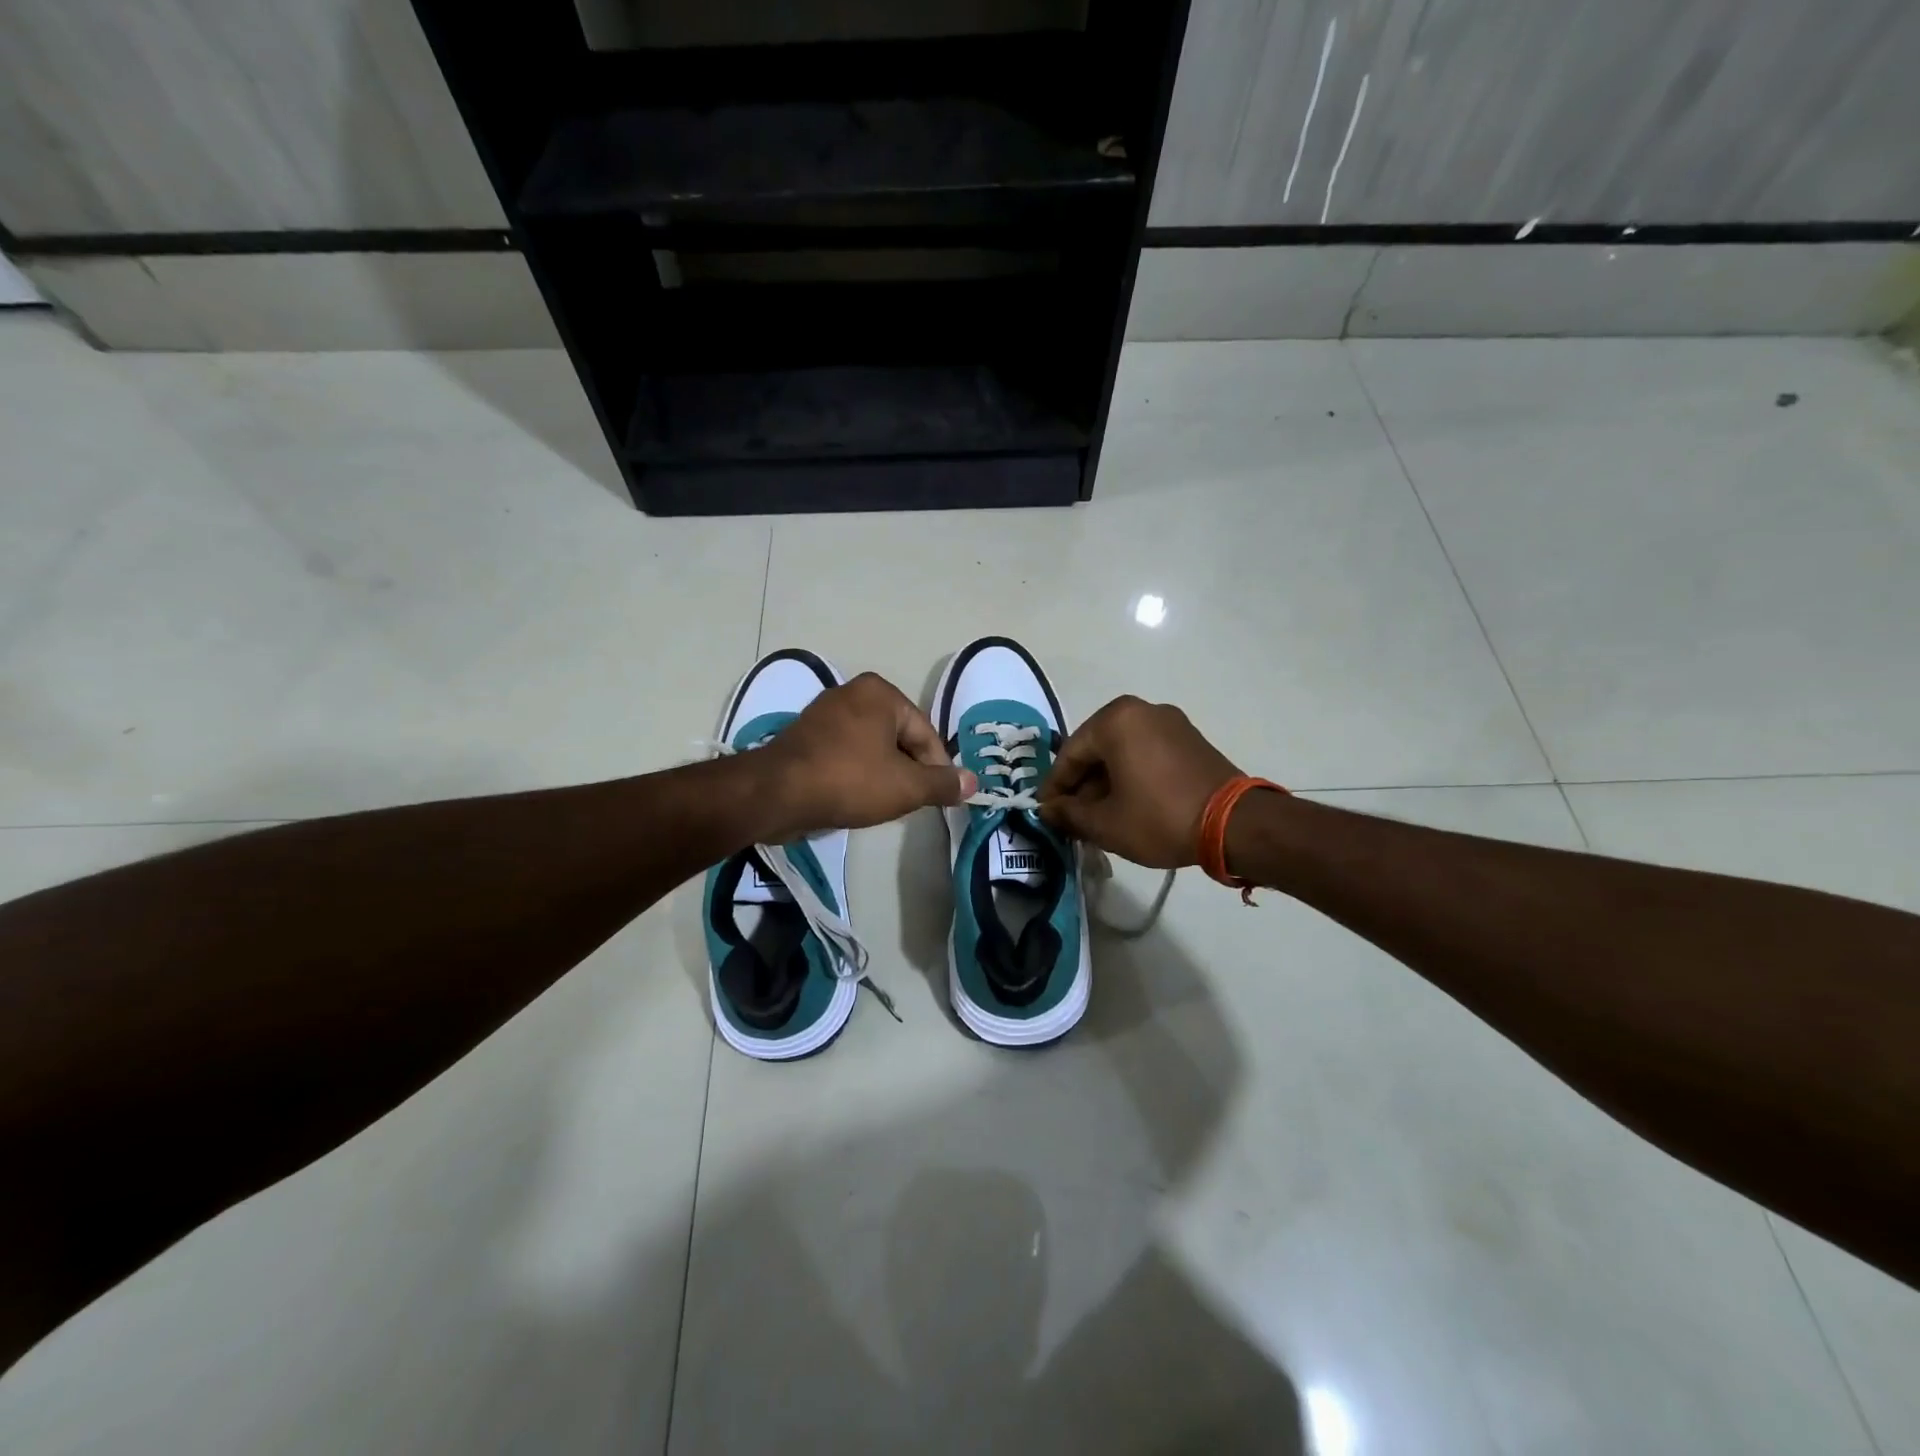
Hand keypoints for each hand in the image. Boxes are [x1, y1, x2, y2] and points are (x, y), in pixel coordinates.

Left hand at [756, 673, 976, 836]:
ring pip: (871, 748)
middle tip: (907, 803)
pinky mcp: (804, 736)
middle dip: (907, 771)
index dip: (936, 769)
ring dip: (881, 775)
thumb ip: (942, 783)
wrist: (776, 793)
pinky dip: (855, 774)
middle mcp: (852, 693)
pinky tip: (853, 798)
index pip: (925, 734)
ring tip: (880, 804)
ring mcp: (824, 713)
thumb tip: (973, 782)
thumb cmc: (849, 780)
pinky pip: (845, 754)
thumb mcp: (906, 787)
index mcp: (880, 693)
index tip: (936, 799)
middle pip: (898, 738)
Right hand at [1038, 696, 1242, 867]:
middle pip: (1096, 749)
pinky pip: (1146, 753)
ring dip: (1106, 783)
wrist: (1235, 825)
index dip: (1054, 787)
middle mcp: (1142, 710)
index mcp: (1116, 720)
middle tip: (1071, 818)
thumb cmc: (1159, 817)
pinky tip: (1127, 805)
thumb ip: (1069, 814)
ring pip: (1122, 752)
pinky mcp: (1190, 739)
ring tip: (1098, 817)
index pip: (1070, 754)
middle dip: (1082, 785)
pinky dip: (1131, 776)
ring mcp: (1170, 722)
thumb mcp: (1105, 823)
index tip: (1045, 813)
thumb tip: (1048, 810)